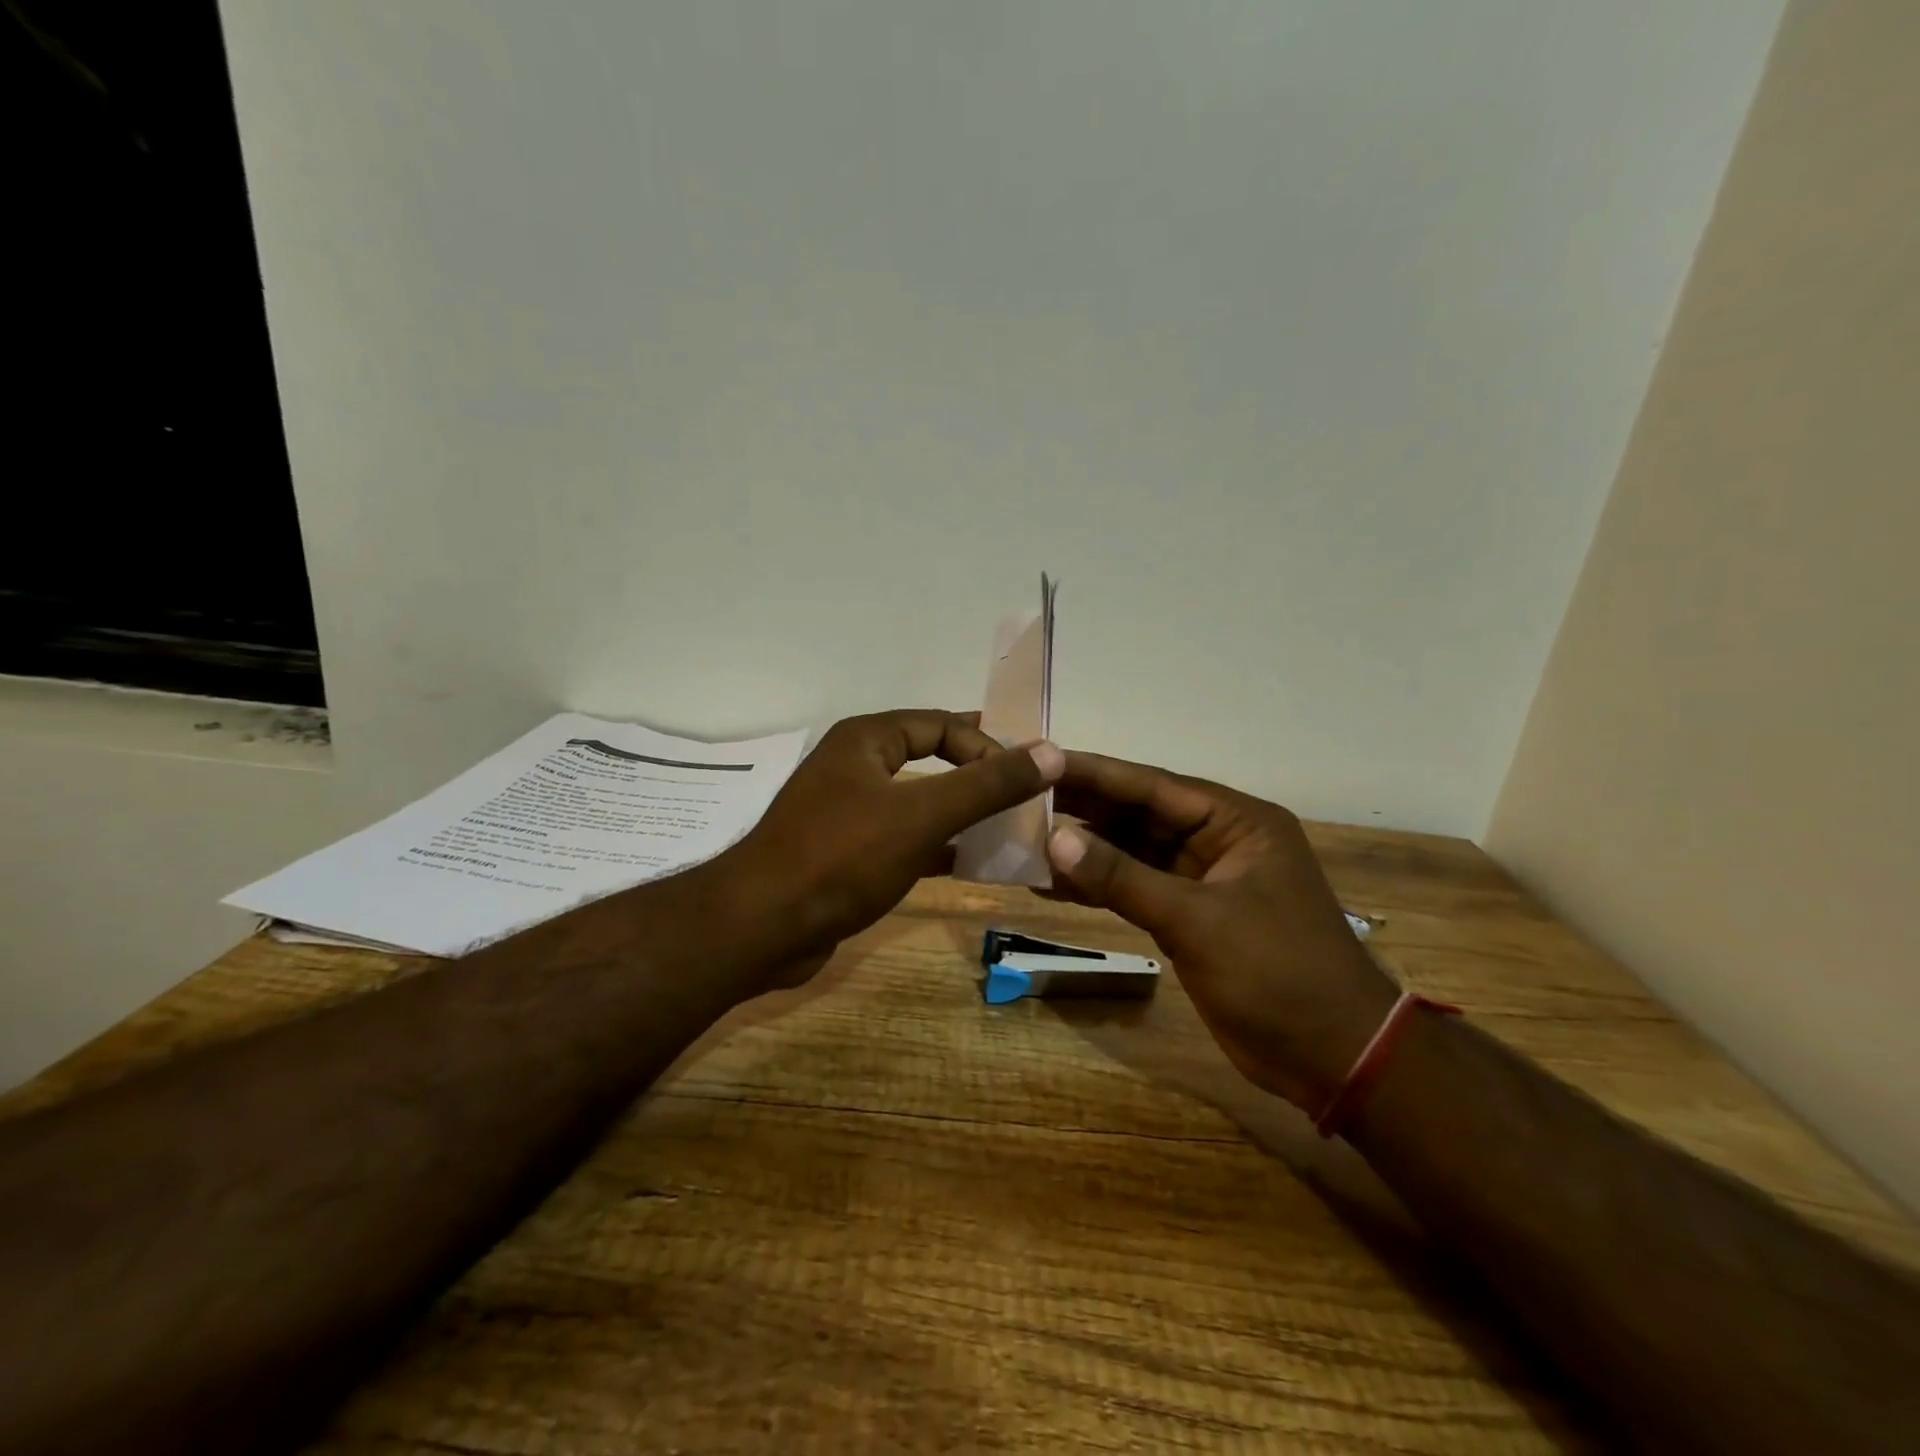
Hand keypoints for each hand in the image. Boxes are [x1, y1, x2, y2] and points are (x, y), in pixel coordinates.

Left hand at [713, 709, 1063, 972]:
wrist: (761, 928)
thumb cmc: (841, 858)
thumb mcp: (922, 815)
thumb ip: (987, 784)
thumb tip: (1050, 751)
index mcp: (866, 740)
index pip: (940, 724)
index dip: (985, 745)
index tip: (1022, 779)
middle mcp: (854, 767)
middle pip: (928, 758)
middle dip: (975, 774)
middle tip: (1021, 795)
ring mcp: (845, 811)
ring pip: (916, 801)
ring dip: (958, 812)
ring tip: (1005, 828)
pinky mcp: (843, 853)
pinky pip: (901, 837)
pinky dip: (935, 845)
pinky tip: (967, 863)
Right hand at [1045, 753, 1397, 1111]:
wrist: (1334, 1058)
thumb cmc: (1279, 975)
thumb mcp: (1197, 922)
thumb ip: (1123, 878)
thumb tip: (1054, 838)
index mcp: (1237, 822)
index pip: (1153, 786)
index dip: (1094, 773)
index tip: (1040, 761)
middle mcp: (1218, 840)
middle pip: (1138, 815)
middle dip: (1081, 810)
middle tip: (1018, 799)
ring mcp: (1202, 880)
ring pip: (1131, 852)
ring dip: (1083, 850)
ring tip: (1022, 841)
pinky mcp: (1188, 916)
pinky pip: (1133, 888)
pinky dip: (1097, 887)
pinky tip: (1050, 886)